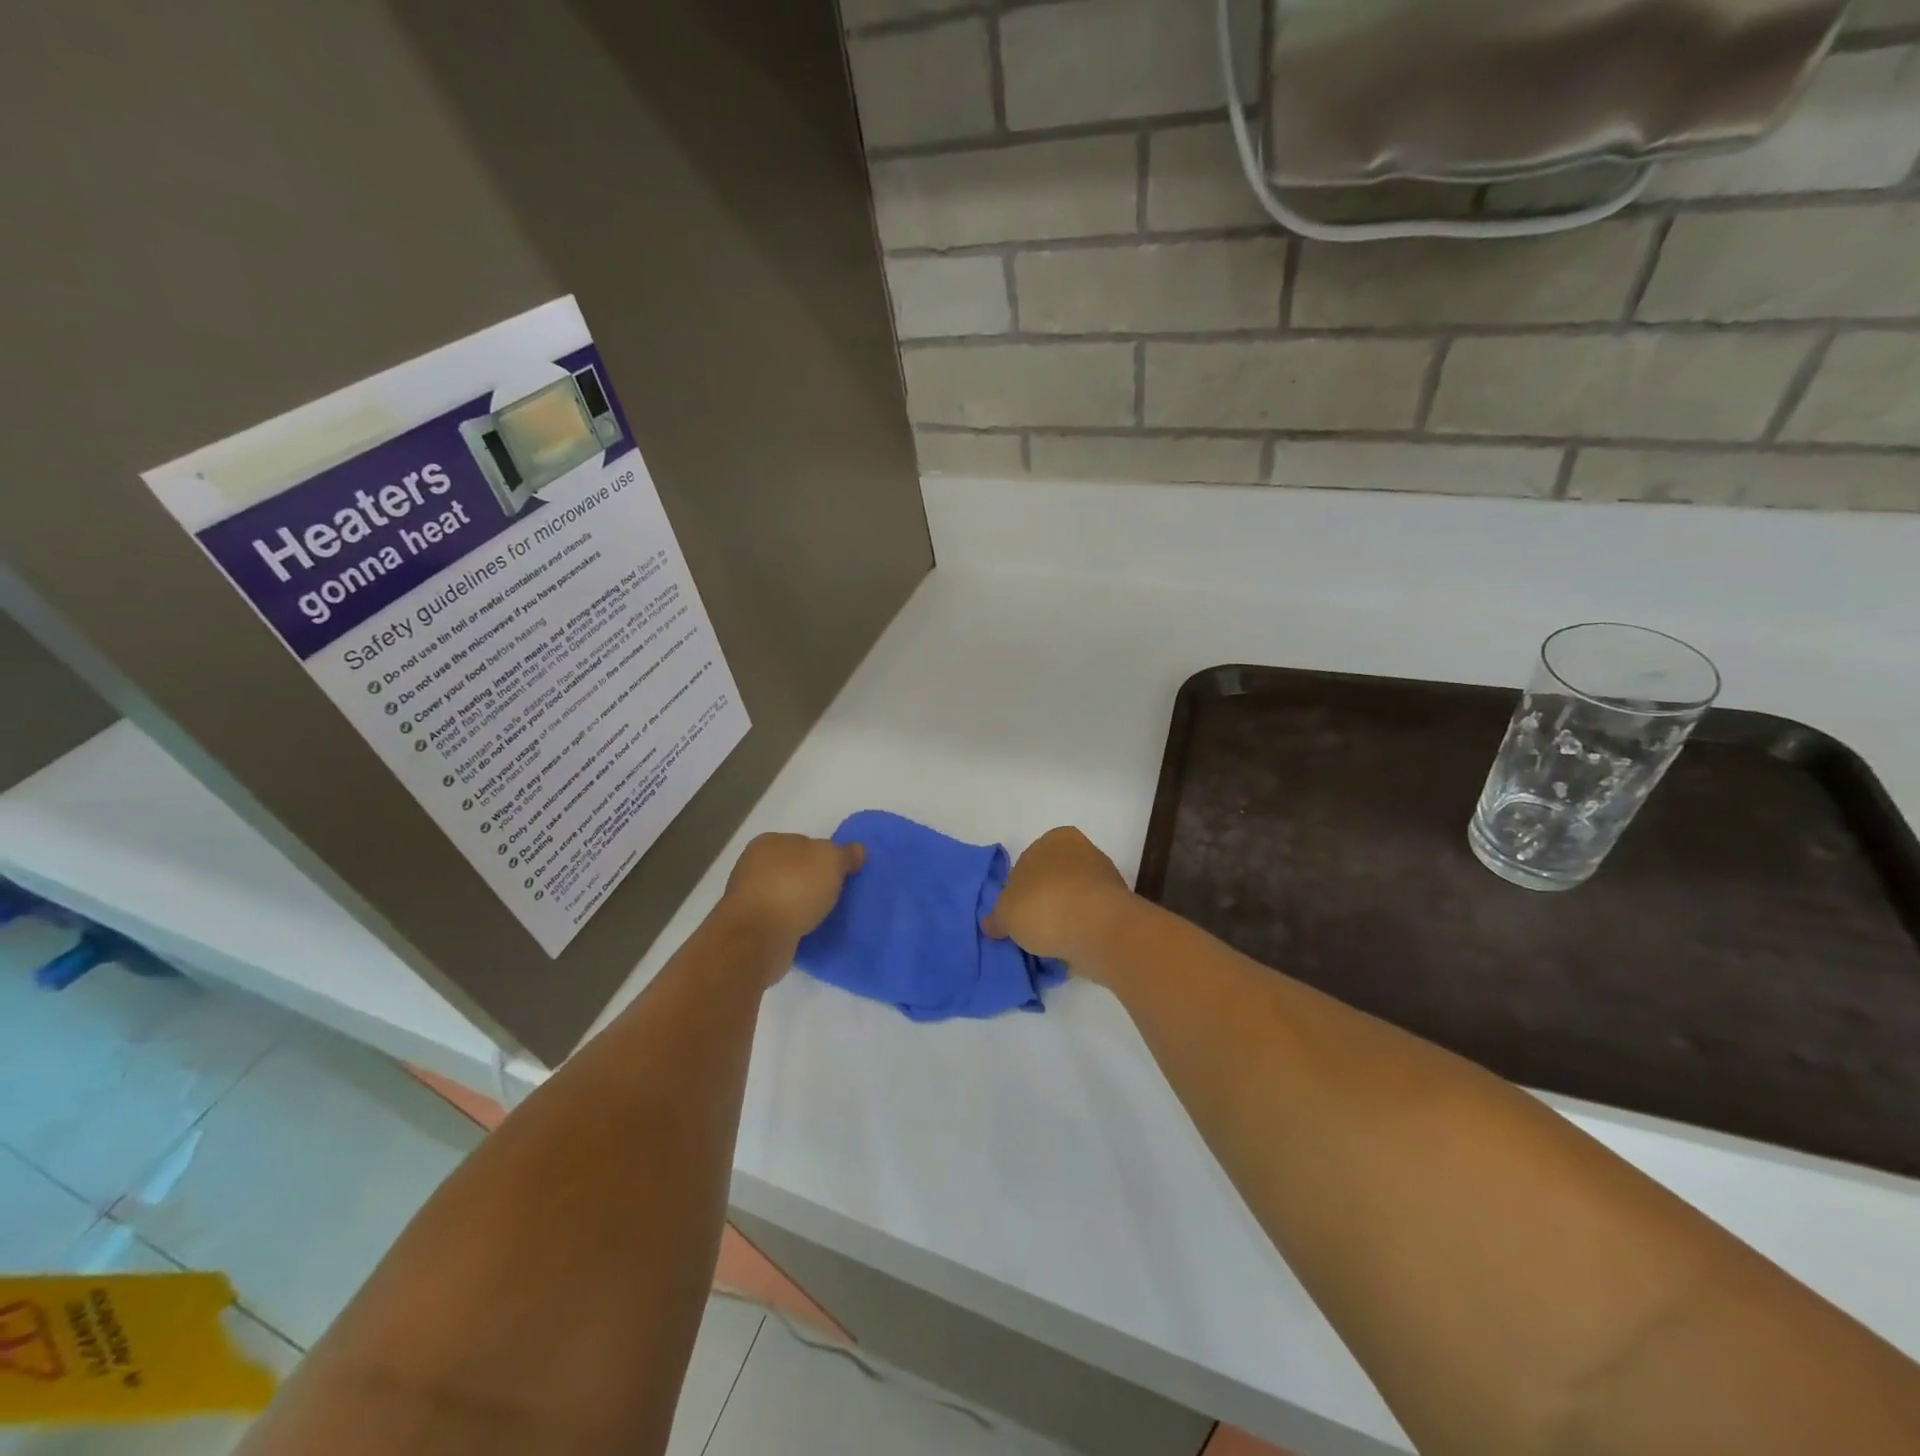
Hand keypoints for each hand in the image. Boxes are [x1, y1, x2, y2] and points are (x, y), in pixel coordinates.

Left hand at [720, 833, 863, 966]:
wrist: (757, 938)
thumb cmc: (794, 888)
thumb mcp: (831, 861)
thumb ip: (845, 853)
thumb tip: (858, 850)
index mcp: (769, 842)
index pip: (805, 843)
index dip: (825, 857)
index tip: (841, 874)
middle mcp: (753, 865)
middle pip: (794, 869)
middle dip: (813, 882)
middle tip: (836, 897)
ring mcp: (748, 897)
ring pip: (786, 895)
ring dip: (802, 905)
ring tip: (824, 917)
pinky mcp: (748, 926)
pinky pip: (779, 920)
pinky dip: (792, 924)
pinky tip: (807, 933)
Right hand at [981, 826, 1132, 971]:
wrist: (1098, 930)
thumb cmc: (1045, 906)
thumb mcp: (1005, 913)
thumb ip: (997, 917)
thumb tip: (991, 924)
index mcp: (1055, 839)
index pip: (1027, 863)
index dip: (1017, 891)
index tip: (1013, 914)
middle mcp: (1083, 851)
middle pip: (1052, 882)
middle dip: (1041, 905)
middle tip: (1027, 931)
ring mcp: (1105, 880)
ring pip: (1072, 903)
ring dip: (1061, 921)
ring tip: (1046, 948)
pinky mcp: (1118, 909)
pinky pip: (1089, 922)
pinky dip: (1078, 934)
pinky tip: (1066, 953)